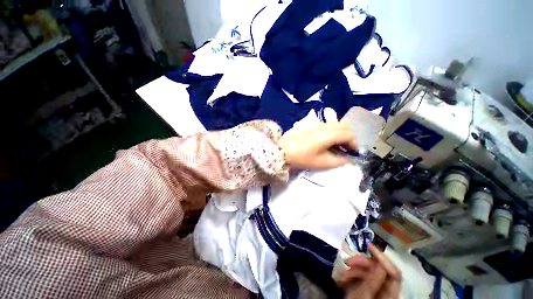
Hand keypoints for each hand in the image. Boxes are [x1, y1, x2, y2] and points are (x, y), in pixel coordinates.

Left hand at [278, 121, 356, 168]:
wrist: (282, 150)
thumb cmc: (302, 157)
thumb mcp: (322, 162)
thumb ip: (339, 161)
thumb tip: (348, 159)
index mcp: (330, 134)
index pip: (350, 135)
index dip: (354, 144)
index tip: (352, 154)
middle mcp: (326, 126)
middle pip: (345, 126)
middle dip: (349, 137)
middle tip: (346, 149)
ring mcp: (318, 124)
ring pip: (337, 124)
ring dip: (342, 134)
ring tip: (337, 146)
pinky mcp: (312, 125)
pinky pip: (328, 125)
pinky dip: (334, 132)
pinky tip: (328, 141)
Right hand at [339, 245, 401, 298]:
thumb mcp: (362, 296)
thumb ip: (373, 280)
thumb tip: (380, 262)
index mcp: (390, 295)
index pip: (394, 273)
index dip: (383, 258)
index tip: (369, 246)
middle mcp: (385, 290)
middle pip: (378, 270)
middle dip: (361, 263)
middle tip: (348, 262)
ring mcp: (374, 289)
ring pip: (367, 272)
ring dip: (353, 270)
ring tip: (342, 276)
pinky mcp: (365, 289)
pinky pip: (360, 277)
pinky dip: (350, 275)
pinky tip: (342, 279)